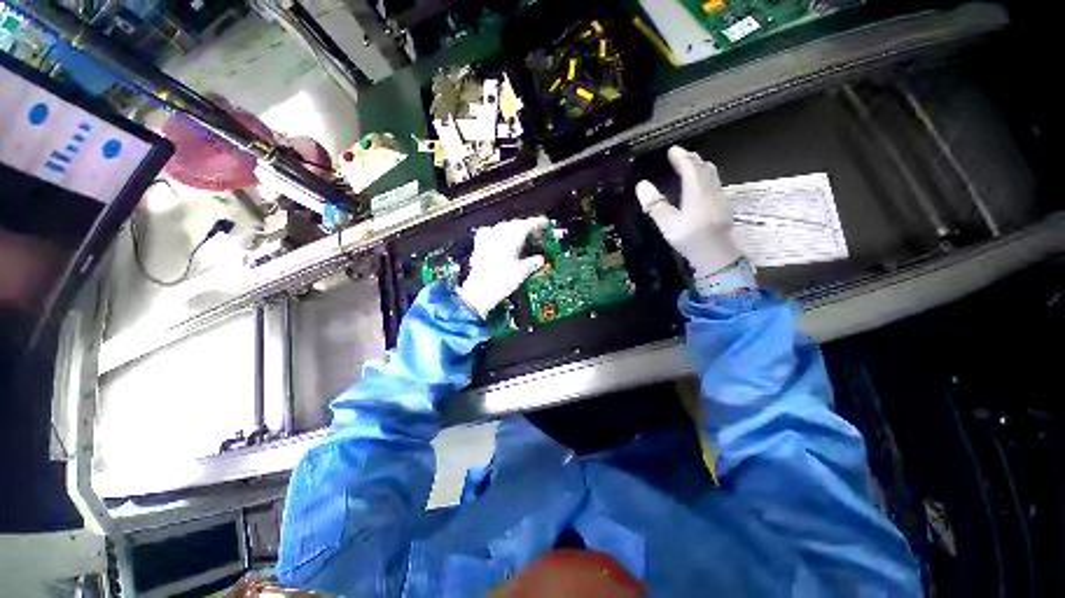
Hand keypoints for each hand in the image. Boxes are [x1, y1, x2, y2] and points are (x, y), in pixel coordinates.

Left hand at [457, 216, 548, 317]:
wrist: (479, 291)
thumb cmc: (499, 282)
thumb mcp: (523, 273)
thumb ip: (533, 262)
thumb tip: (539, 259)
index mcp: (512, 238)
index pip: (528, 224)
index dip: (538, 223)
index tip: (545, 224)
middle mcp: (499, 234)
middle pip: (516, 224)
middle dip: (527, 227)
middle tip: (536, 235)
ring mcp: (487, 239)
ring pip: (504, 227)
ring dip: (514, 230)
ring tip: (521, 239)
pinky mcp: (480, 246)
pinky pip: (490, 233)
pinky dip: (498, 234)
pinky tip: (500, 240)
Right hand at [635, 146, 741, 278]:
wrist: (716, 254)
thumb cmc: (690, 238)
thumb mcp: (668, 223)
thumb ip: (655, 204)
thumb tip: (641, 184)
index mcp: (696, 190)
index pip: (689, 167)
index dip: (680, 157)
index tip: (673, 150)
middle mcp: (709, 190)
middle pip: (702, 168)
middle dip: (692, 159)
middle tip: (682, 155)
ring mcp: (718, 198)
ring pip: (711, 175)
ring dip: (701, 167)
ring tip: (693, 165)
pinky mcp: (722, 207)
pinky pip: (714, 184)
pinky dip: (706, 178)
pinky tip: (703, 187)